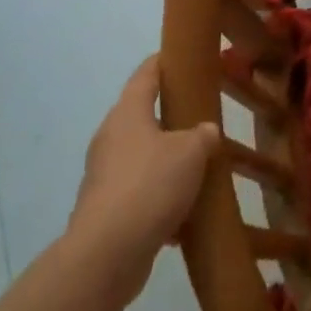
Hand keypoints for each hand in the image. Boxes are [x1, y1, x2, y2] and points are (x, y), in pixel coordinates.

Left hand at [68, 56, 218, 302]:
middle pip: (143, 115)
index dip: (165, 61)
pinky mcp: (106, 208)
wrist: (107, 254)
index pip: (146, 73)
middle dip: (171, 116)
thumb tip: (205, 132)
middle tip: (202, 116)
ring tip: (199, 167)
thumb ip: (203, 135)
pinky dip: (161, 197)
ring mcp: (104, 174)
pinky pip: (139, 192)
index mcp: (128, 112)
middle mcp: (111, 137)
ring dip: (167, 161)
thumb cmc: (150, 186)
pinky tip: (185, 214)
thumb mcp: (191, 152)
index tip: (183, 56)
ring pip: (143, 156)